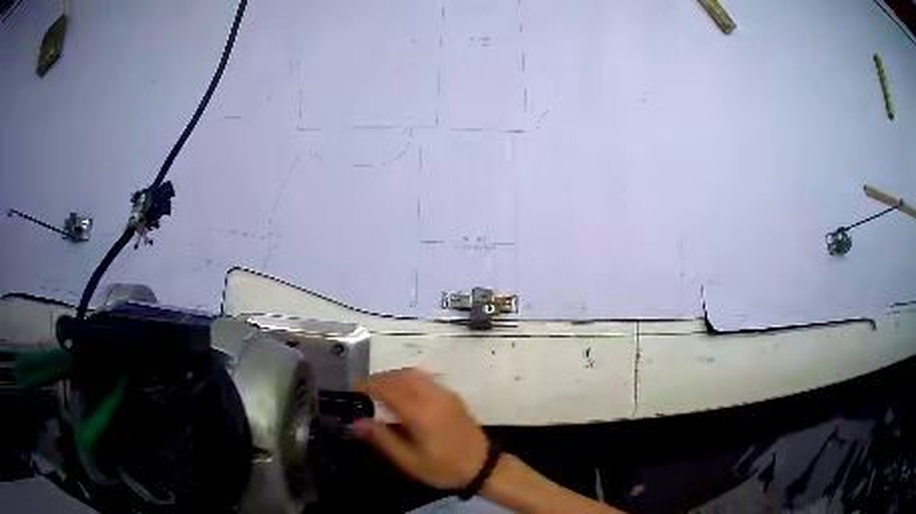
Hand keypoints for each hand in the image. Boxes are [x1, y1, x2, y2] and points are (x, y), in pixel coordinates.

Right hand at [353, 368, 488, 489]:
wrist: (483, 466)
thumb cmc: (443, 468)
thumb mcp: (409, 461)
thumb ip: (382, 439)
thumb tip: (356, 421)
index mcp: (421, 412)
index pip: (388, 388)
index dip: (367, 385)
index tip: (352, 390)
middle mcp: (433, 396)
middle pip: (400, 376)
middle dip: (379, 379)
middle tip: (363, 392)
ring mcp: (445, 394)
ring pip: (414, 374)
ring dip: (394, 378)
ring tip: (379, 393)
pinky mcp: (452, 396)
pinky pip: (425, 379)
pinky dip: (408, 380)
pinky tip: (402, 396)